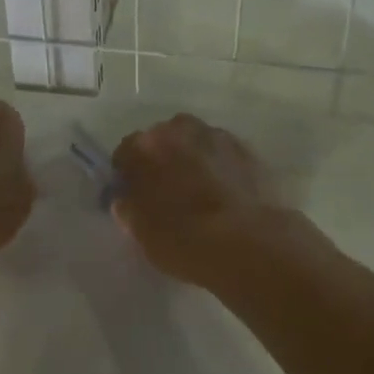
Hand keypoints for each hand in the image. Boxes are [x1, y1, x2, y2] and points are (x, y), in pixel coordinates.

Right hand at [111, 114, 301, 285]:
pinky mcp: (246, 148)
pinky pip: (223, 152)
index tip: (134, 194)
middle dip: (162, 159)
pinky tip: (225, 190)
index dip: (128, 174)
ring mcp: (215, 136)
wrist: (248, 243)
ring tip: (199, 188)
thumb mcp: (142, 233)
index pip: (125, 153)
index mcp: (143, 148)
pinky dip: (220, 165)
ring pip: (195, 141)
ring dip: (192, 157)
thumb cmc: (183, 239)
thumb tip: (127, 201)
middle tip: (168, 190)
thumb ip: (130, 209)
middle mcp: (176, 130)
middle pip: (161, 139)